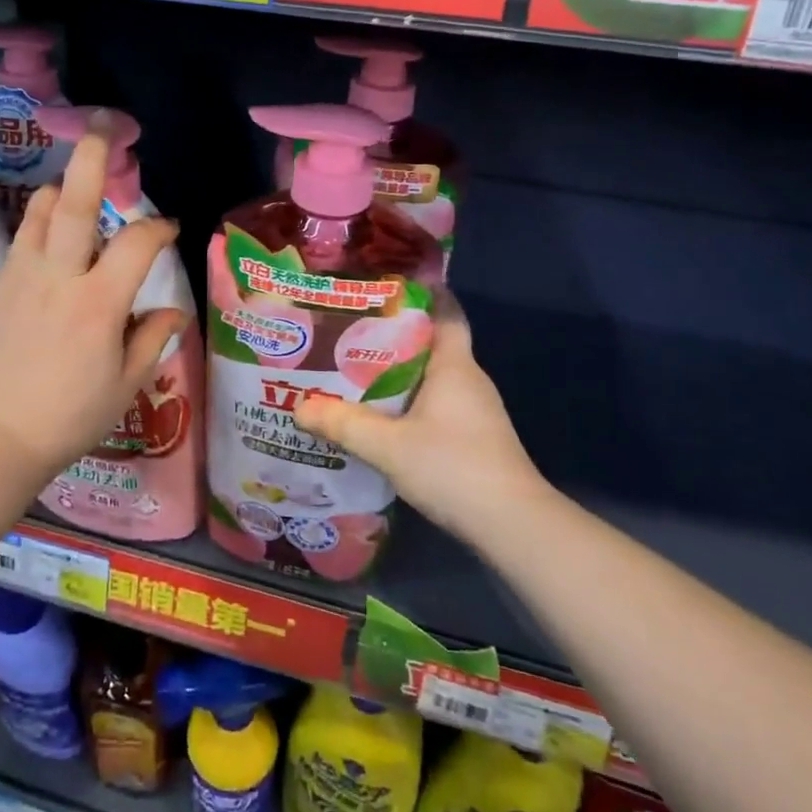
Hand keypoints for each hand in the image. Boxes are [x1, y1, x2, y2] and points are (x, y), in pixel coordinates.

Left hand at [0, 135, 186, 476]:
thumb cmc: (69, 417)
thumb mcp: (125, 385)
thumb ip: (152, 340)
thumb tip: (173, 312)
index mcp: (98, 304)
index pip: (136, 243)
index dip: (158, 227)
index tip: (170, 228)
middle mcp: (58, 278)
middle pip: (73, 203)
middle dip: (91, 159)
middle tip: (101, 125)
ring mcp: (22, 276)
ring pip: (39, 212)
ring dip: (60, 189)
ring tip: (75, 183)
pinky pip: (22, 236)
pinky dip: (40, 220)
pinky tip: (51, 232)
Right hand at [295, 294, 546, 542]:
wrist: (512, 525)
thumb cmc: (453, 467)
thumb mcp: (388, 446)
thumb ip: (343, 424)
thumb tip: (299, 407)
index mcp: (454, 365)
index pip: (446, 312)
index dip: (423, 294)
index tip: (387, 286)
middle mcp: (468, 379)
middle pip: (431, 344)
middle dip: (393, 336)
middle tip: (349, 331)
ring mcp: (475, 410)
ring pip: (431, 377)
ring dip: (398, 373)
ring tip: (354, 372)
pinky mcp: (474, 437)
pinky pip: (436, 404)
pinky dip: (408, 401)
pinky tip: (381, 416)